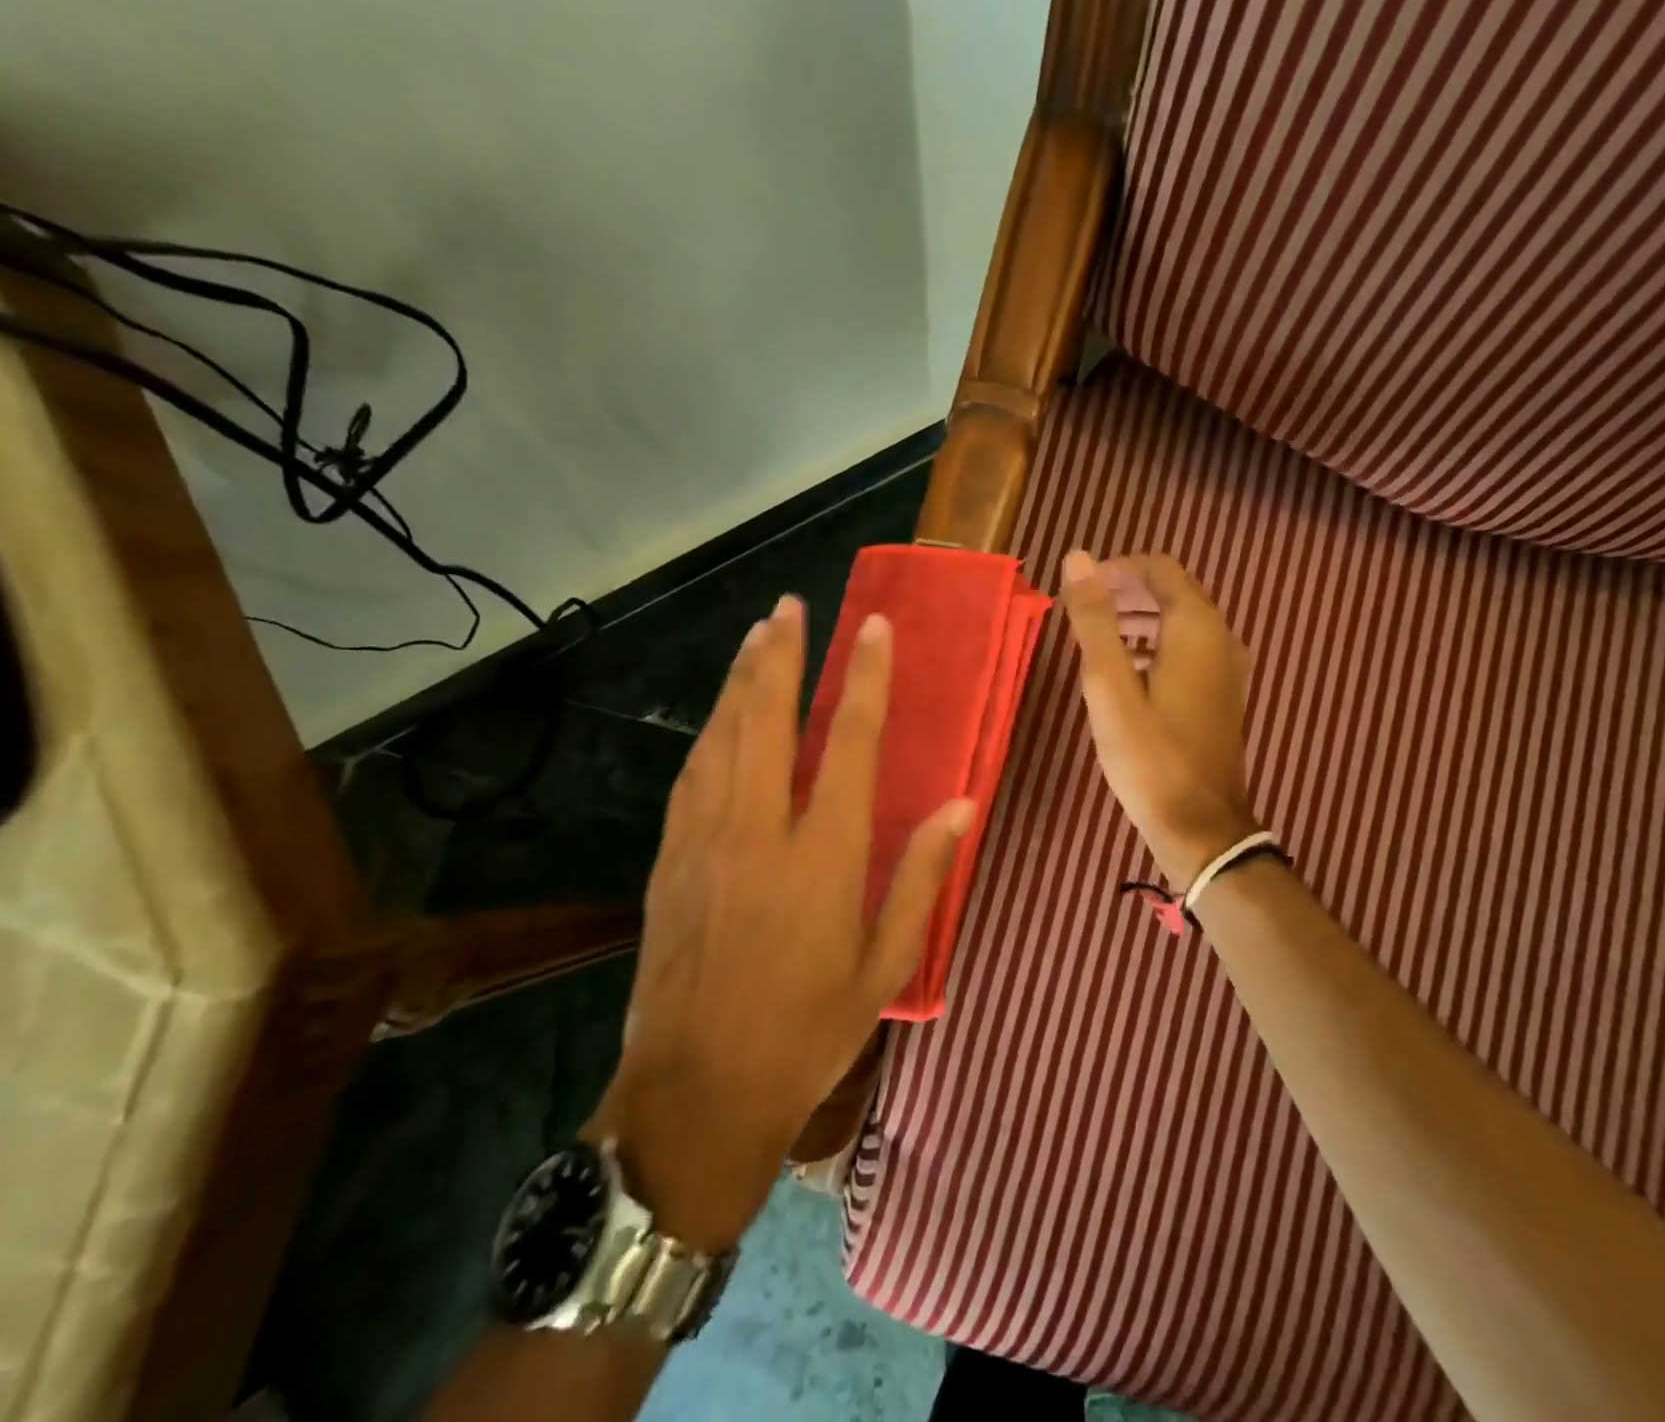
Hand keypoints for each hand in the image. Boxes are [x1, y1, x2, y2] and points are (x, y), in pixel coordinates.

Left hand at [587, 595, 973, 1249]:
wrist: (695, 1094)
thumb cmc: (805, 1034)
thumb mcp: (884, 966)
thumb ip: (921, 877)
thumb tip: (960, 805)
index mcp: (822, 856)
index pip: (848, 743)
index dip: (864, 679)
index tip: (872, 627)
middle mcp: (758, 831)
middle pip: (768, 719)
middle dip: (781, 655)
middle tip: (790, 606)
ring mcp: (704, 840)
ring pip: (722, 736)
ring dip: (740, 680)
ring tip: (756, 637)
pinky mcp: (669, 859)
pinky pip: (692, 774)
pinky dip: (709, 732)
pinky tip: (717, 715)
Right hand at [1059, 550, 1258, 890]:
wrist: (1200, 826)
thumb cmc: (1149, 755)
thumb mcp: (1109, 686)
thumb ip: (1095, 620)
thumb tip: (1078, 557)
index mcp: (1195, 628)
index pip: (1160, 569)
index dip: (1117, 568)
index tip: (1081, 588)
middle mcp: (1221, 638)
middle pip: (1174, 592)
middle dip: (1127, 591)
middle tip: (1083, 610)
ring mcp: (1227, 669)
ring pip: (1181, 622)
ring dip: (1140, 618)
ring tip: (1098, 637)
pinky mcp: (1222, 695)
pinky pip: (1189, 650)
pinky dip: (1156, 644)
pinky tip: (1127, 671)